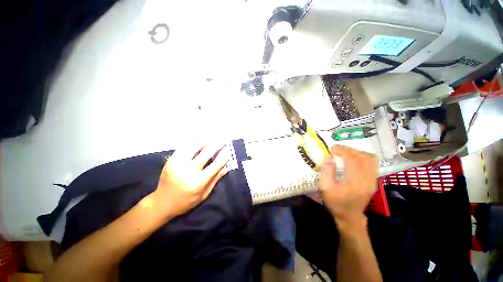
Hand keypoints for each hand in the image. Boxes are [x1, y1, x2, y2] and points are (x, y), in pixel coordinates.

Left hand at [152, 143, 229, 218]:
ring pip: (194, 146)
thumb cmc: (186, 201)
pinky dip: (193, 143)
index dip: (223, 156)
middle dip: (216, 145)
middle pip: (206, 153)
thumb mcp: (203, 195)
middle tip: (222, 141)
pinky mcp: (171, 160)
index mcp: (198, 182)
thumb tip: (226, 168)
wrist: (161, 203)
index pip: (215, 165)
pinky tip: (198, 141)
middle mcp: (188, 171)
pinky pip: (184, 147)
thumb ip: (215, 180)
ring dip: (205, 141)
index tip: (228, 150)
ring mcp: (177, 164)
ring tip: (211, 139)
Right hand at [320, 145, 378, 222]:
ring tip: (344, 152)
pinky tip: (353, 158)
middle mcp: (368, 180)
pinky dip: (362, 157)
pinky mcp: (374, 180)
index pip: (353, 160)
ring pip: (370, 159)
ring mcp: (373, 180)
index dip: (343, 151)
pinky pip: (372, 163)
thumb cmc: (336, 203)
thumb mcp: (325, 189)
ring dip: (356, 152)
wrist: (349, 216)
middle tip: (337, 149)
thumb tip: (328, 157)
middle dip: (349, 150)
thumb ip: (326, 172)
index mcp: (355, 183)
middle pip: (363, 157)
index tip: (332, 148)